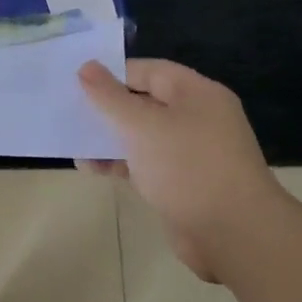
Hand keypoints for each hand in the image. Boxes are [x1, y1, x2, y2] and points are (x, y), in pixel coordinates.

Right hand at [78, 59, 285, 281]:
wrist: (233, 234)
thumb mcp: (142, 126)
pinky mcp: (182, 182)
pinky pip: (145, 163)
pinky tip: (92, 169)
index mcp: (197, 94)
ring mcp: (191, 152)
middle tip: (69, 112)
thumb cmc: (187, 167)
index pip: (149, 71)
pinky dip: (120, 163)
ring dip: (108, 139)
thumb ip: (110, 97)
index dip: (112, 74)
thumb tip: (86, 67)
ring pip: (142, 136)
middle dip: (107, 108)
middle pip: (144, 103)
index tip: (76, 83)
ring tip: (74, 145)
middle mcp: (197, 118)